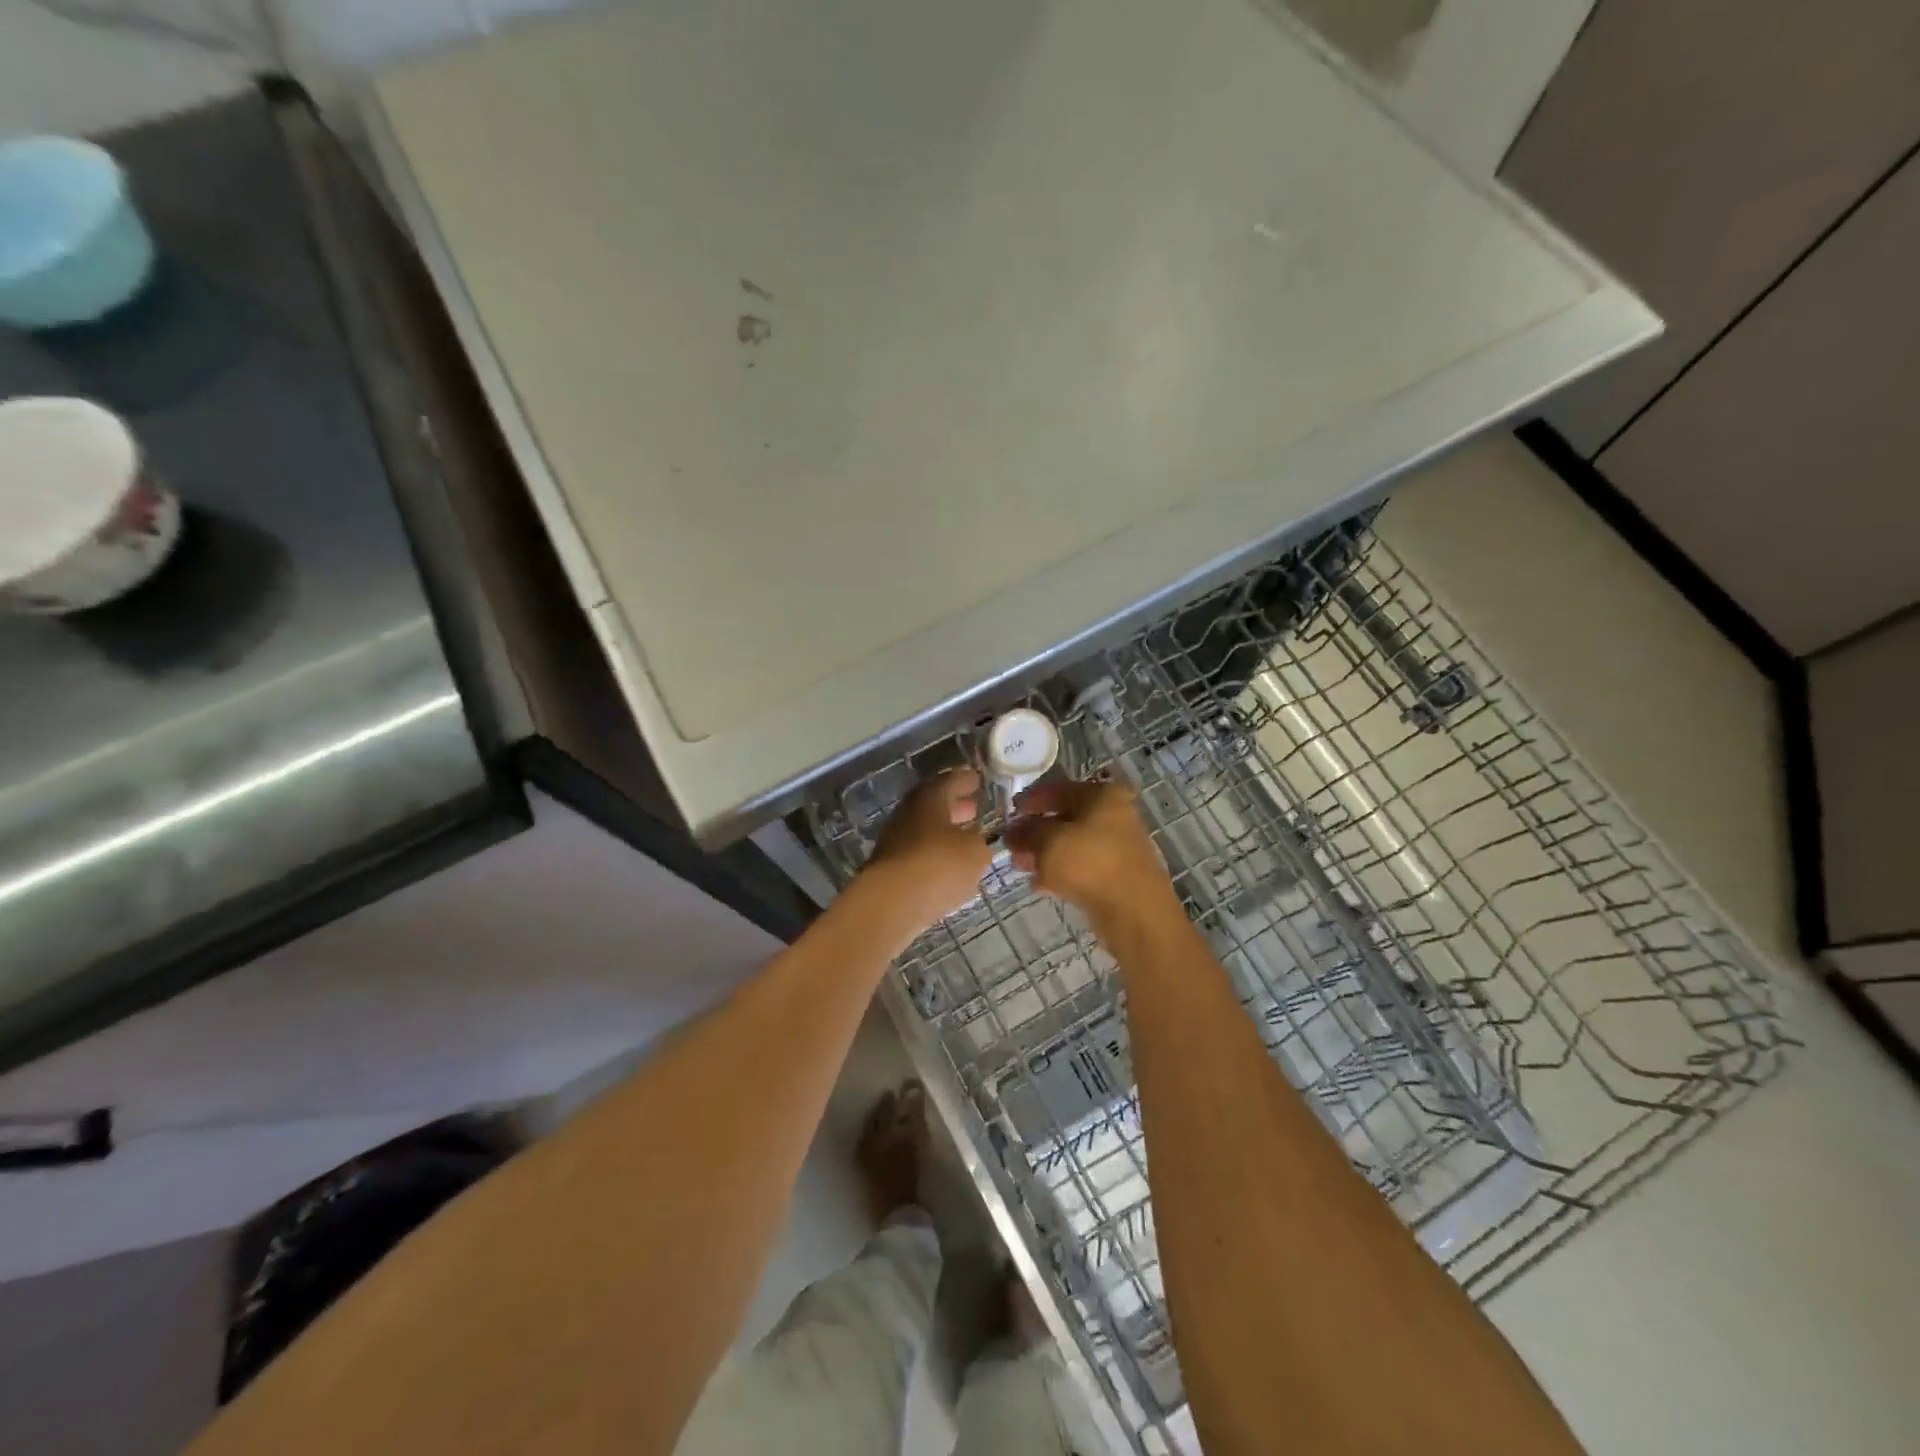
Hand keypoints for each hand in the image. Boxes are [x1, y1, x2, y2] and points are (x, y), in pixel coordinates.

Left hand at [865, 769, 993, 928]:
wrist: (891, 903)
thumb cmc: (938, 865)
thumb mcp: (975, 852)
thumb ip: (978, 842)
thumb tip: (973, 842)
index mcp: (929, 798)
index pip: (950, 781)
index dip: (965, 780)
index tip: (977, 780)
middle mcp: (908, 813)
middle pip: (933, 805)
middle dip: (954, 806)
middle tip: (973, 809)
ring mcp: (894, 841)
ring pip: (924, 830)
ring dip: (943, 832)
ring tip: (964, 840)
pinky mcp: (889, 869)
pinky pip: (917, 854)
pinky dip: (933, 855)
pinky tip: (948, 866)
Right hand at [1004, 778, 1176, 928]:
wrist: (1134, 912)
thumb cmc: (1090, 863)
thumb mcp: (1048, 842)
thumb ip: (1027, 832)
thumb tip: (1013, 830)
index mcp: (1102, 795)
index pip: (1058, 789)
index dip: (1030, 800)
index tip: (1009, 812)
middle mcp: (1114, 815)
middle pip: (1065, 817)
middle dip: (1035, 831)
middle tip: (1011, 845)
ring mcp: (1117, 846)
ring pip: (1071, 844)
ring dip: (1044, 853)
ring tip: (1020, 866)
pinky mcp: (1116, 874)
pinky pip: (1081, 866)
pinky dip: (1060, 871)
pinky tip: (1039, 884)